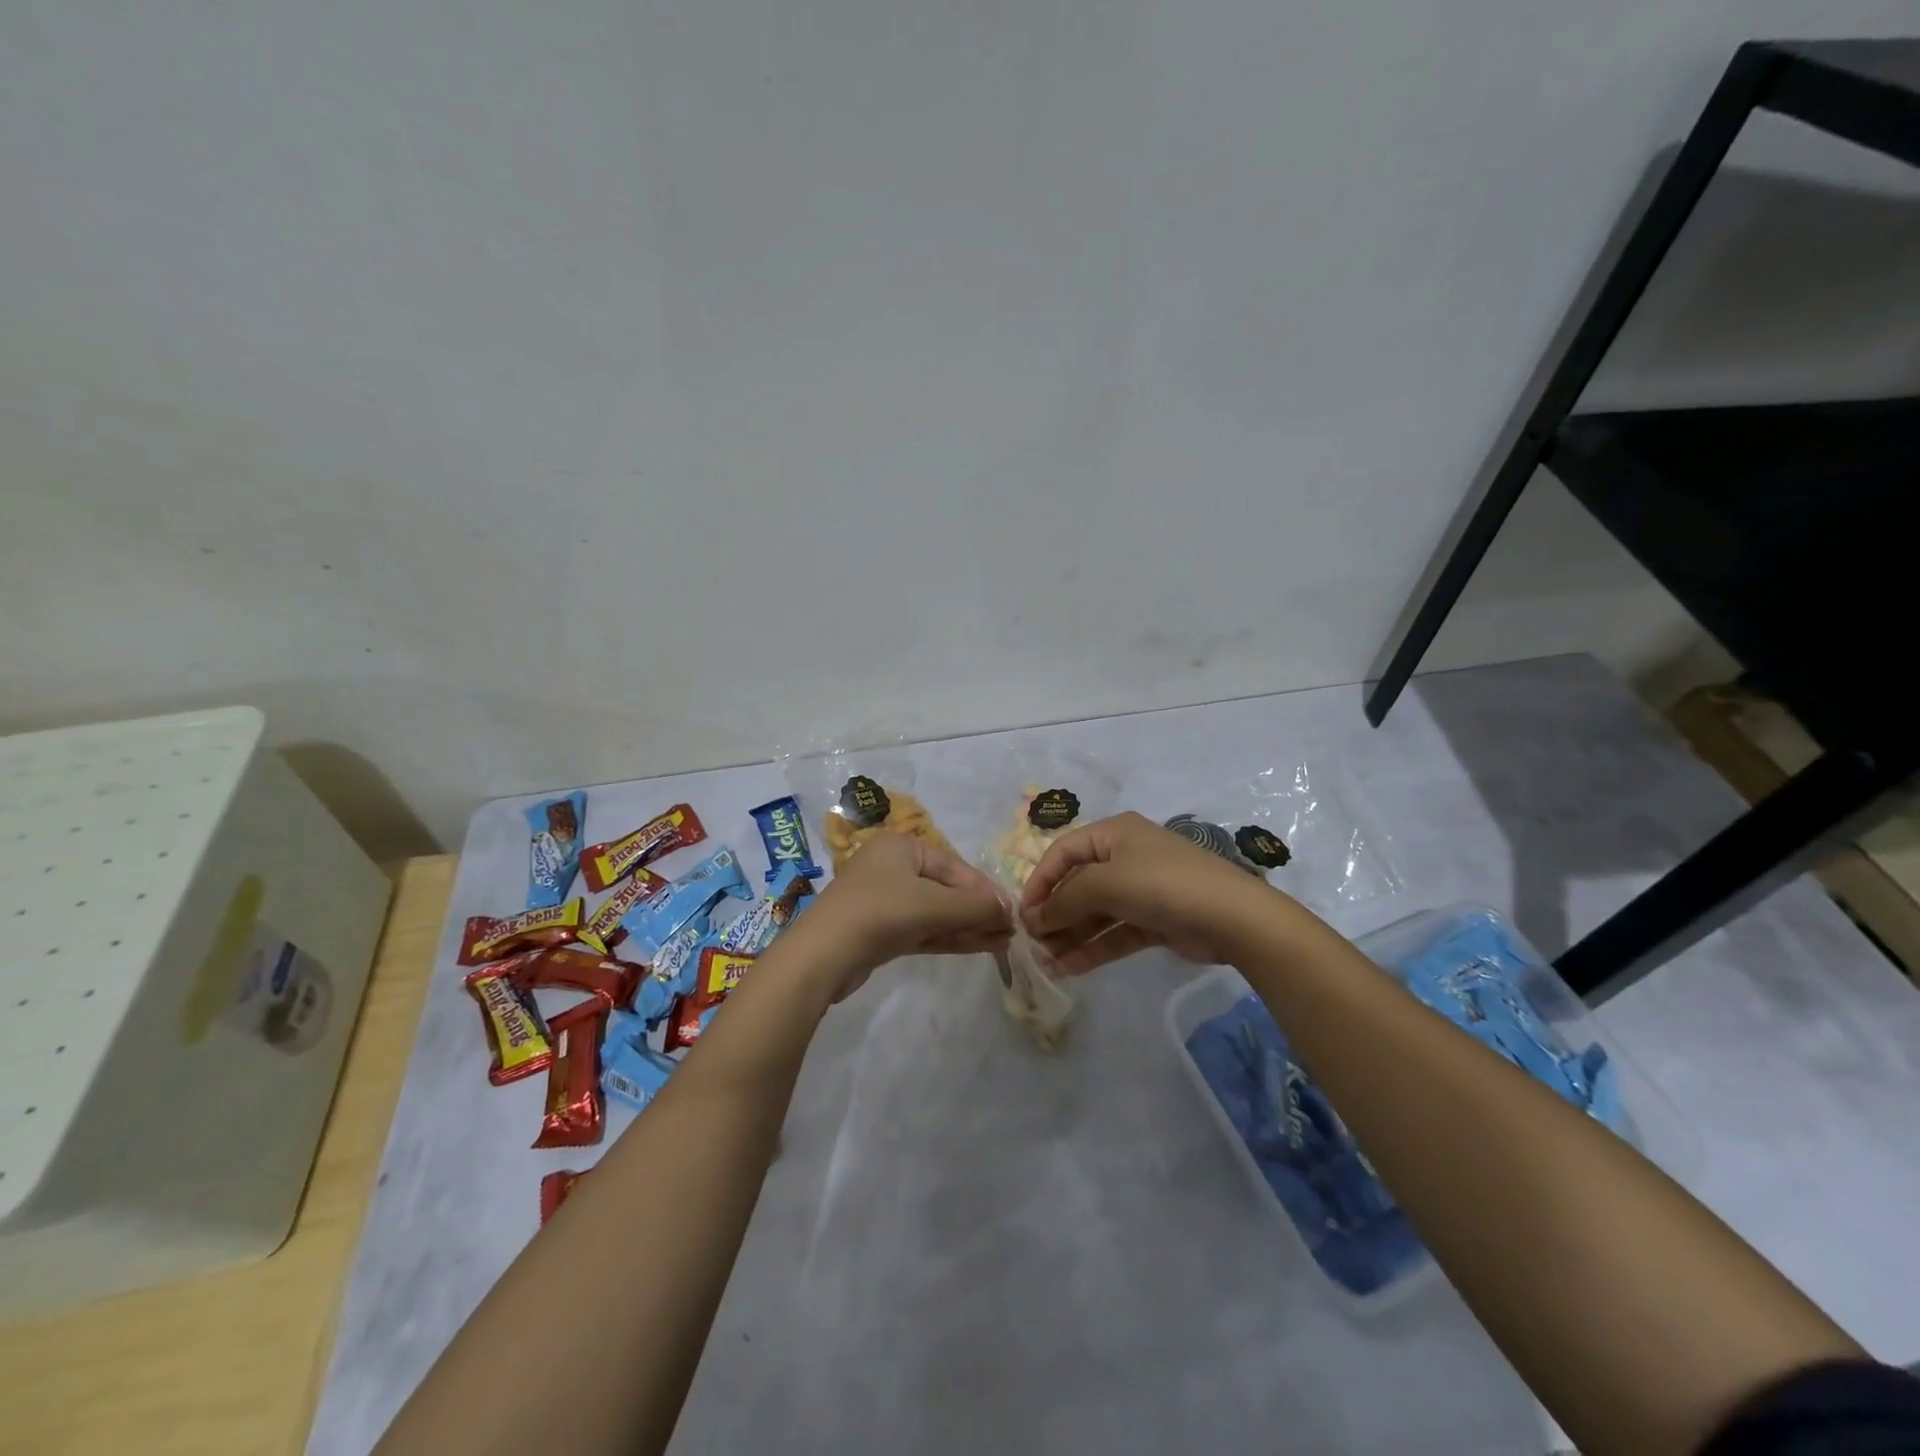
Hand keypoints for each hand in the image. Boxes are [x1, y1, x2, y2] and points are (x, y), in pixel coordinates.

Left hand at [807, 832, 1012, 997]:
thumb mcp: (932, 905)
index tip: (1011, 912)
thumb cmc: (879, 913)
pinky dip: (950, 937)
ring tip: (1003, 943)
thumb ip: (974, 906)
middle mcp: (893, 867)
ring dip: (968, 926)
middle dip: (978, 911)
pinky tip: (980, 947)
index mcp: (901, 846)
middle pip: (946, 888)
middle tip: (1010, 931)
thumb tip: (1009, 910)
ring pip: (936, 912)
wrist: (821, 957)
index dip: (984, 890)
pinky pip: (924, 929)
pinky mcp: (882, 931)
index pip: (954, 866)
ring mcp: (886, 900)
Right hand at [1020, 812, 1271, 973]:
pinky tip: (1071, 968)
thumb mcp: (1106, 882)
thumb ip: (1066, 899)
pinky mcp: (1154, 921)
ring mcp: (1141, 890)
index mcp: (1114, 833)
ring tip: (1047, 962)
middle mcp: (1125, 857)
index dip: (1040, 880)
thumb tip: (1035, 919)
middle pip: (1078, 884)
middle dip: (1055, 913)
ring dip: (1071, 935)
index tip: (1024, 914)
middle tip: (1033, 944)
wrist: (1233, 918)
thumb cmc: (1162, 884)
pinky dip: (1094, 948)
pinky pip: (1115, 933)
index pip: (1063, 852)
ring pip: (1096, 913)